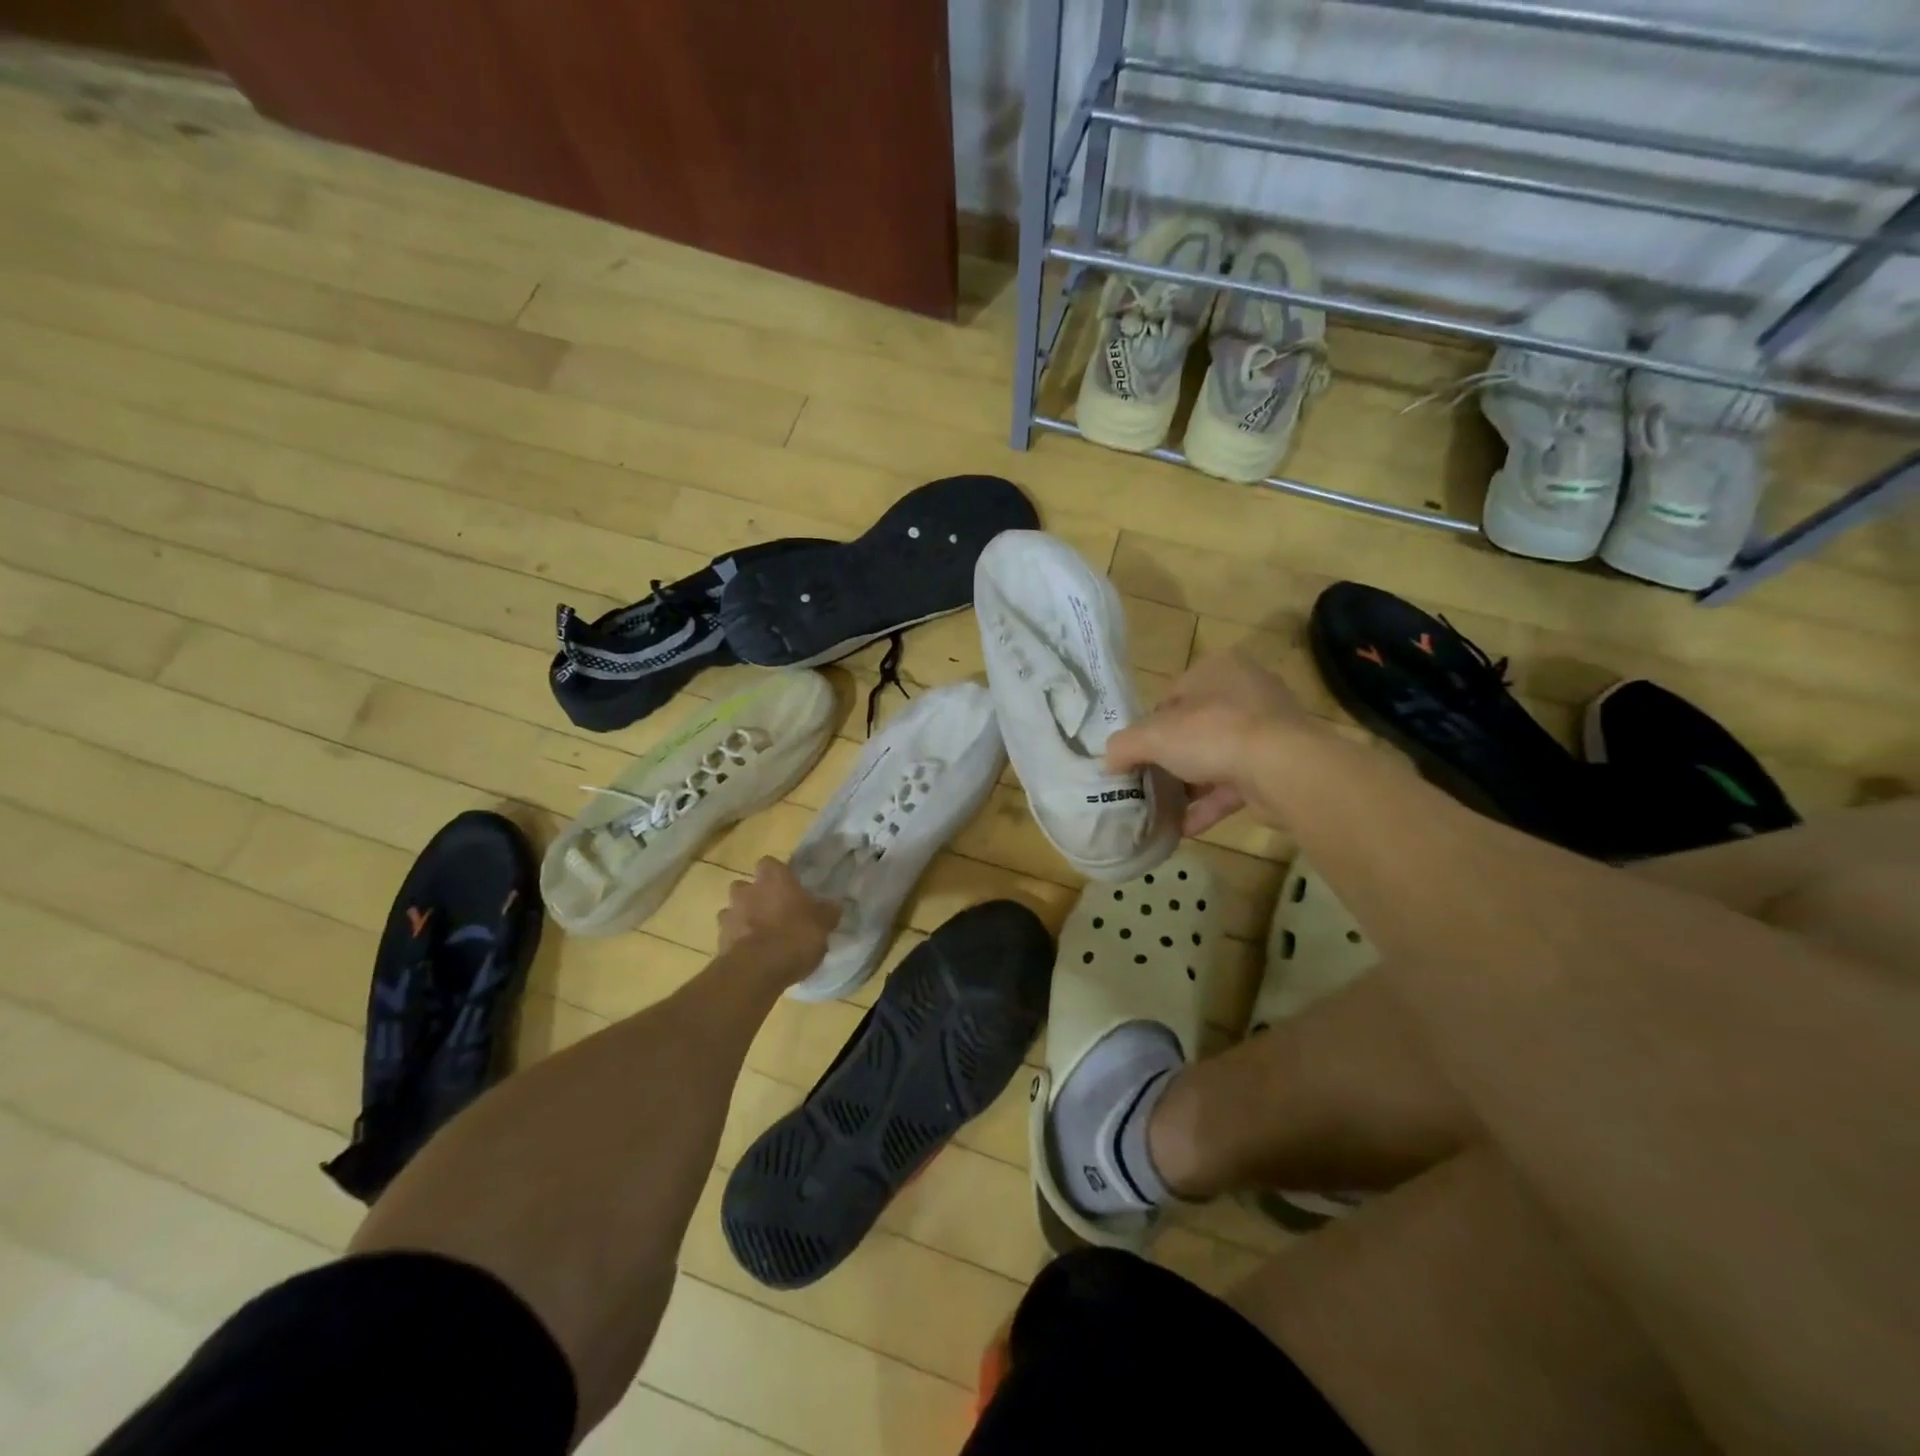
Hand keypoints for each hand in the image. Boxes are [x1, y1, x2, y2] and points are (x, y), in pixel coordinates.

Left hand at [717, 858, 839, 982]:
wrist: (756, 970)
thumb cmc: (794, 937)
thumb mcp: (823, 925)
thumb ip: (827, 912)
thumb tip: (833, 905)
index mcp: (774, 879)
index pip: (770, 863)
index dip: (777, 874)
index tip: (788, 887)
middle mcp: (748, 890)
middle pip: (746, 885)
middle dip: (755, 896)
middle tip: (773, 911)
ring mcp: (730, 914)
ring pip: (734, 909)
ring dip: (743, 918)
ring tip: (760, 935)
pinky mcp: (719, 940)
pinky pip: (729, 934)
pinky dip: (737, 940)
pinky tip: (752, 954)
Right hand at [1106, 650, 1311, 834]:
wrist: (1283, 768)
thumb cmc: (1213, 733)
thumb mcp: (1153, 736)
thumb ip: (1124, 746)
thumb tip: (1107, 761)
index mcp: (1216, 669)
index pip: (1171, 696)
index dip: (1149, 727)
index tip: (1137, 755)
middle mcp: (1245, 691)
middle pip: (1193, 727)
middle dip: (1170, 758)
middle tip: (1148, 782)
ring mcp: (1266, 729)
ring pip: (1215, 757)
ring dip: (1189, 785)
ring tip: (1162, 810)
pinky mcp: (1278, 764)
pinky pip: (1235, 784)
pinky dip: (1209, 805)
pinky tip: (1184, 829)